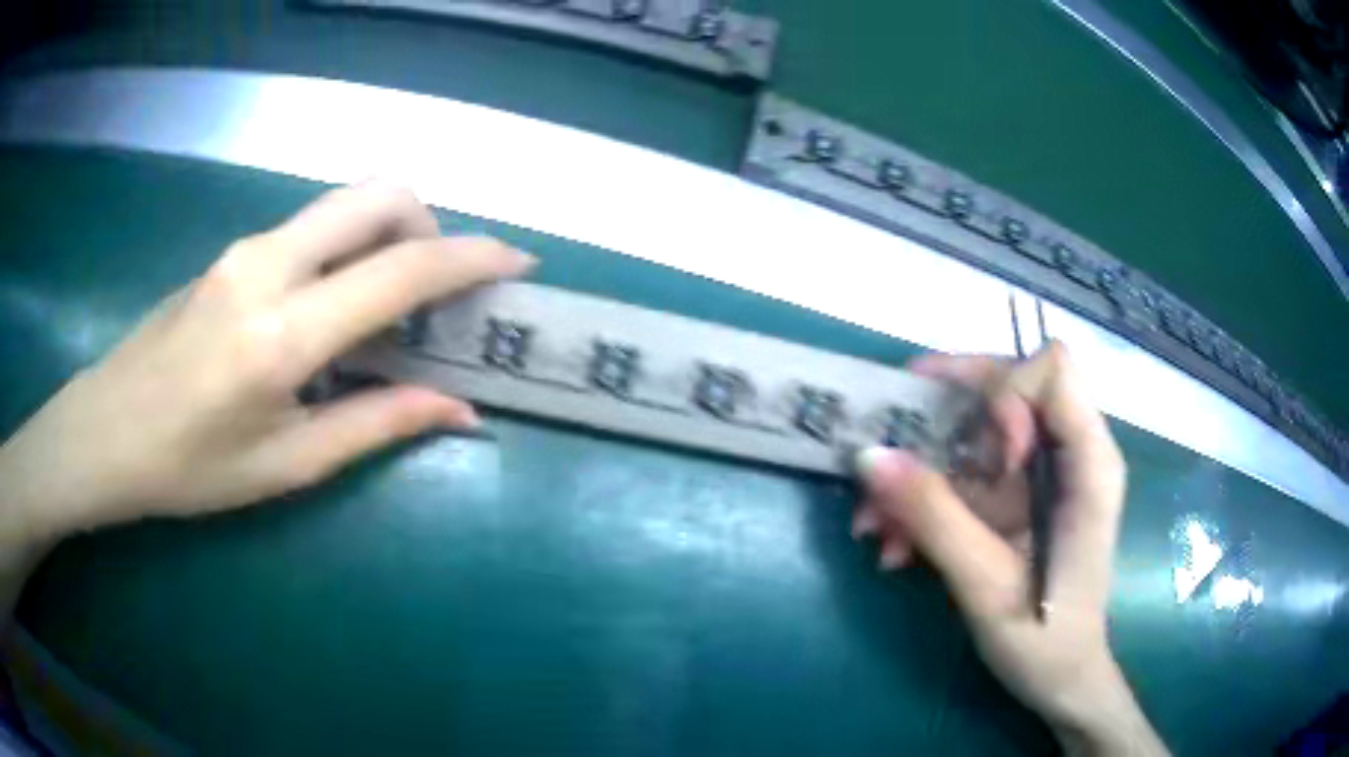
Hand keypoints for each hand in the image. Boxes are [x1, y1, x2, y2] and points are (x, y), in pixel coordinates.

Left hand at [0, 182, 533, 543]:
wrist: (105, 431)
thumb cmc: (189, 468)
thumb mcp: (286, 465)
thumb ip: (376, 425)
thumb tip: (459, 411)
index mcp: (284, 332)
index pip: (402, 268)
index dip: (472, 259)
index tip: (519, 262)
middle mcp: (269, 264)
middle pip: (378, 195)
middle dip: (429, 225)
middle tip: (434, 286)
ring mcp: (245, 248)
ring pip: (344, 203)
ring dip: (387, 234)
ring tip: (385, 303)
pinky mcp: (232, 250)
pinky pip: (311, 227)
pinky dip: (346, 248)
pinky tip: (328, 307)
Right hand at [853, 344, 1166, 755]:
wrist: (1058, 682)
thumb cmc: (1044, 639)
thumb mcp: (987, 583)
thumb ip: (934, 516)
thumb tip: (867, 454)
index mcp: (1088, 462)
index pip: (1051, 371)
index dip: (1007, 395)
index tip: (982, 457)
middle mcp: (1066, 453)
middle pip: (1003, 388)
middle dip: (941, 421)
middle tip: (890, 452)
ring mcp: (1037, 476)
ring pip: (971, 435)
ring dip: (918, 472)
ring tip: (875, 527)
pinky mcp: (1013, 501)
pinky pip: (961, 477)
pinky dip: (923, 503)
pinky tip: (895, 548)